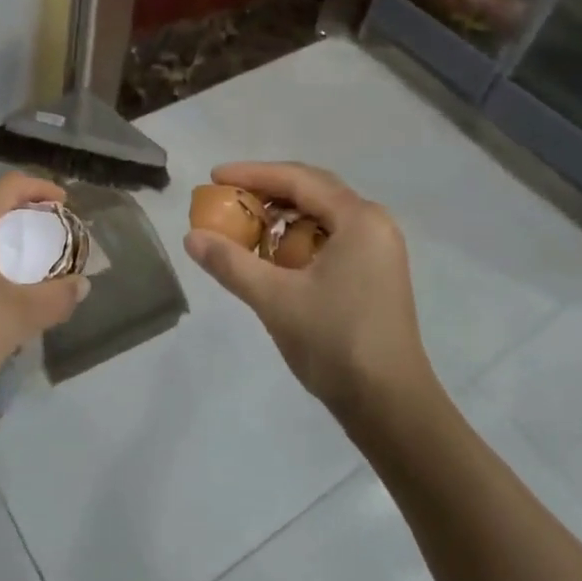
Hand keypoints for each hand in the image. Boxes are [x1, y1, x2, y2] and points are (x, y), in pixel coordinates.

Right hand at [183, 162, 435, 413]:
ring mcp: (379, 249)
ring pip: (322, 216)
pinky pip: (331, 238)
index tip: (215, 177)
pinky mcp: (375, 273)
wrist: (391, 406)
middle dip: (267, 192)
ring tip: (246, 226)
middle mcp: (374, 224)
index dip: (253, 174)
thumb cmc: (335, 343)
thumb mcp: (275, 299)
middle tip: (228, 197)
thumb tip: (191, 237)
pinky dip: (299, 239)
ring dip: (283, 217)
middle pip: (313, 191)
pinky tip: (274, 256)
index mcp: (358, 219)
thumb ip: (231, 262)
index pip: (298, 180)